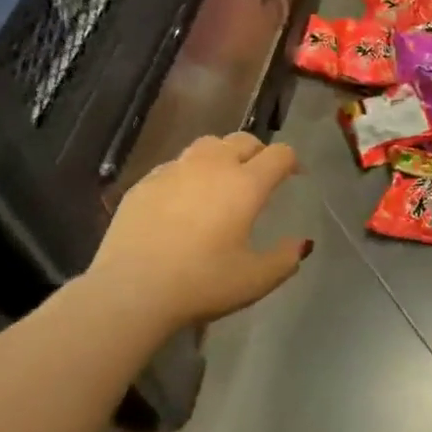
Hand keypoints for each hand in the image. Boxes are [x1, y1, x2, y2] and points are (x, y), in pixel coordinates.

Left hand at [90, 133, 310, 334]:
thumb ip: (285, 259)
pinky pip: (175, 165)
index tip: (294, 176)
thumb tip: (300, 244)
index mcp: (246, 185)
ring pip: (207, 145)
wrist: (131, 291)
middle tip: (260, 175)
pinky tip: (183, 199)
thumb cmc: (202, 283)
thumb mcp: (255, 280)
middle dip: (258, 152)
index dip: (291, 161)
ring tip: (221, 180)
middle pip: (243, 140)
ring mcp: (174, 171)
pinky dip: (188, 173)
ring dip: (222, 155)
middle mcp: (213, 166)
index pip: (279, 154)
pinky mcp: (144, 183)